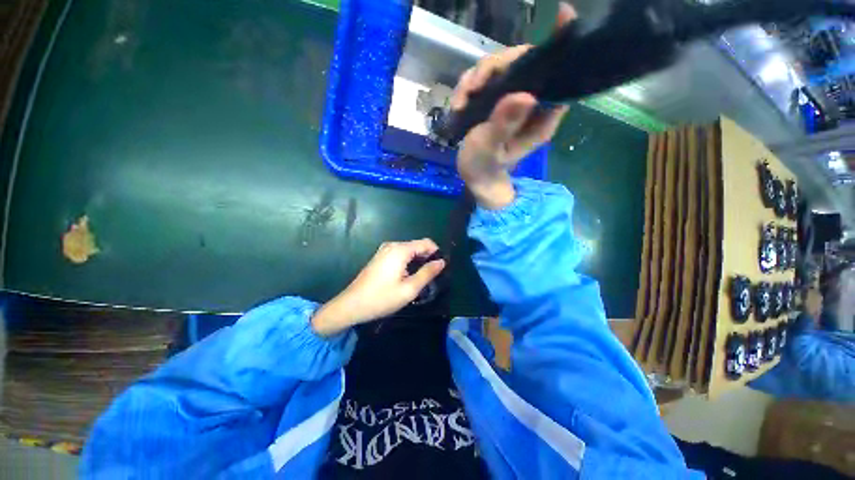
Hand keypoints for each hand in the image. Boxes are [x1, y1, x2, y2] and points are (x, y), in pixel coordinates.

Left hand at [311, 239, 445, 336]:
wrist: (351, 305)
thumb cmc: (382, 298)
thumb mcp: (409, 289)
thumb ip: (427, 273)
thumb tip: (442, 262)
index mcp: (400, 250)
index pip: (426, 243)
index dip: (436, 253)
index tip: (440, 269)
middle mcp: (393, 245)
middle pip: (418, 246)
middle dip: (427, 258)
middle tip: (430, 277)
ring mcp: (385, 250)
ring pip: (409, 250)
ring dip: (418, 261)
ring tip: (420, 279)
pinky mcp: (380, 256)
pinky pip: (400, 254)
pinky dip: (408, 262)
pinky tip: (407, 277)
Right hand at [451, 2, 576, 208]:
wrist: (474, 175)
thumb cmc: (485, 167)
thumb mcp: (492, 149)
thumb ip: (504, 125)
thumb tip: (523, 95)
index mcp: (541, 115)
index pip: (556, 74)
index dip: (558, 47)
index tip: (561, 16)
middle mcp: (531, 102)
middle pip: (522, 63)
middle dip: (494, 68)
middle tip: (473, 87)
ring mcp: (512, 100)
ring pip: (500, 68)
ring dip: (476, 78)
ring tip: (461, 101)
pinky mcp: (496, 100)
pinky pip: (484, 80)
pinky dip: (468, 86)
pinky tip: (459, 103)